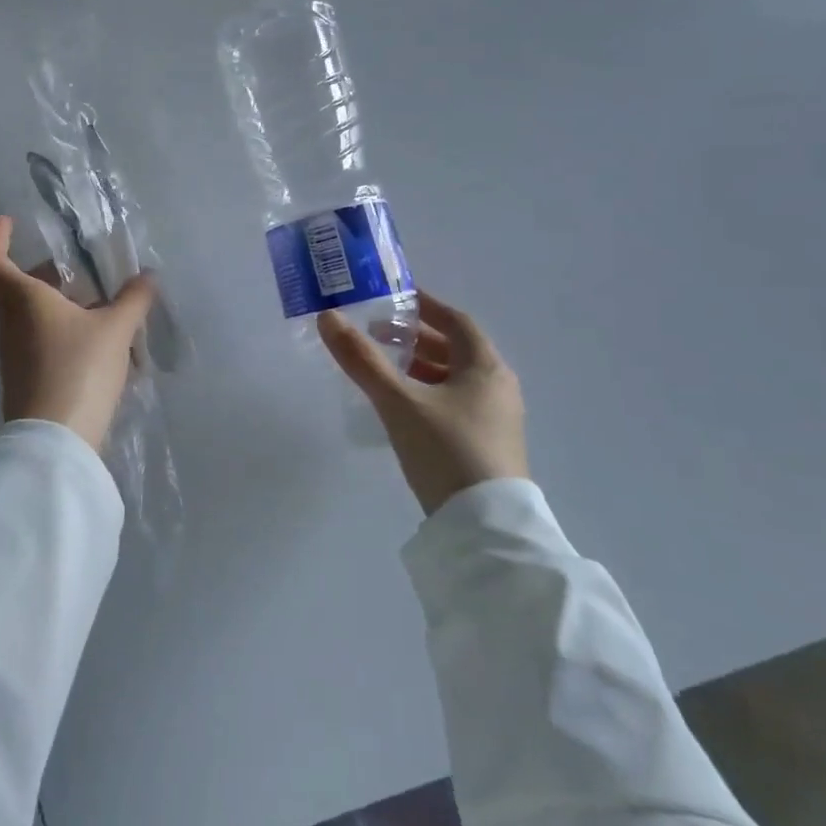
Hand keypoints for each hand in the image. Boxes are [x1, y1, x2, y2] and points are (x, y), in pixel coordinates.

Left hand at [0, 215, 156, 452]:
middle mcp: (11, 323)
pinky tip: (103, 346)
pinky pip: (44, 342)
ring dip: (64, 306)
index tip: (8, 221)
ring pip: (34, 316)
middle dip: (50, 274)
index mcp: (22, 299)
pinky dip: (68, 333)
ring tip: (107, 310)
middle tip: (83, 272)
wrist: (55, 443)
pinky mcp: (27, 380)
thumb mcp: (115, 330)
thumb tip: (146, 277)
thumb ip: (132, 300)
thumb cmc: (78, 369)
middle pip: (19, 287)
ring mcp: (16, 355)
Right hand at [317, 291, 527, 514]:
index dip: (426, 306)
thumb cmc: (445, 450)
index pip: (457, 321)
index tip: (395, 297)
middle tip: (378, 333)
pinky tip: (403, 406)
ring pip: (455, 378)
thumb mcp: (398, 402)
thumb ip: (362, 360)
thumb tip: (328, 317)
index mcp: (486, 368)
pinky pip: (456, 403)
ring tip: (384, 367)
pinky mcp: (488, 445)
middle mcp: (498, 387)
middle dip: (416, 338)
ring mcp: (496, 419)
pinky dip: (429, 392)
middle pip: (456, 349)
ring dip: (422, 366)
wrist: (485, 528)